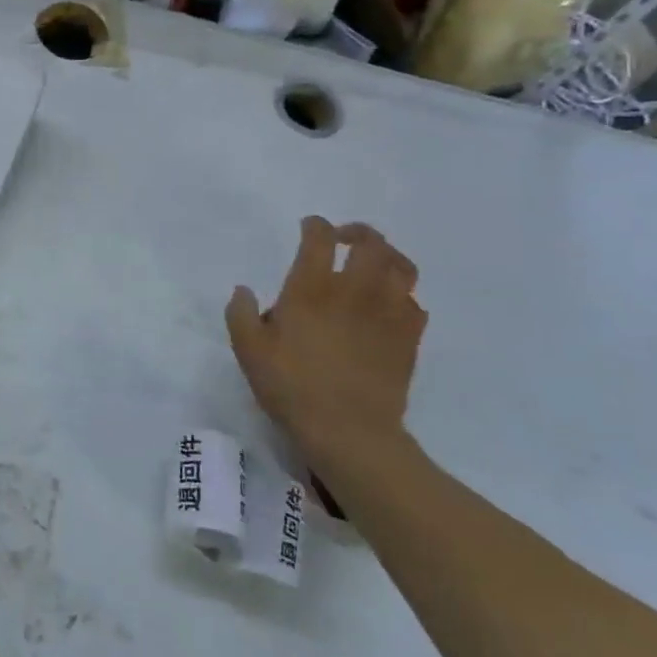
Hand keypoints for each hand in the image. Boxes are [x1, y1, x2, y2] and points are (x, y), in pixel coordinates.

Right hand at [226, 217, 426, 472]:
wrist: (349, 430)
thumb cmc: (291, 386)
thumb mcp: (249, 350)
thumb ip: (241, 313)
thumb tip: (243, 289)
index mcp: (312, 288)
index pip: (320, 238)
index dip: (315, 225)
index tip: (309, 227)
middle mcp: (354, 291)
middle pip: (371, 243)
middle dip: (358, 233)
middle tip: (345, 239)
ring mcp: (388, 313)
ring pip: (402, 267)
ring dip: (388, 257)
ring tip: (375, 264)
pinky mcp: (409, 338)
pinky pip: (415, 304)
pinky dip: (403, 297)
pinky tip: (389, 308)